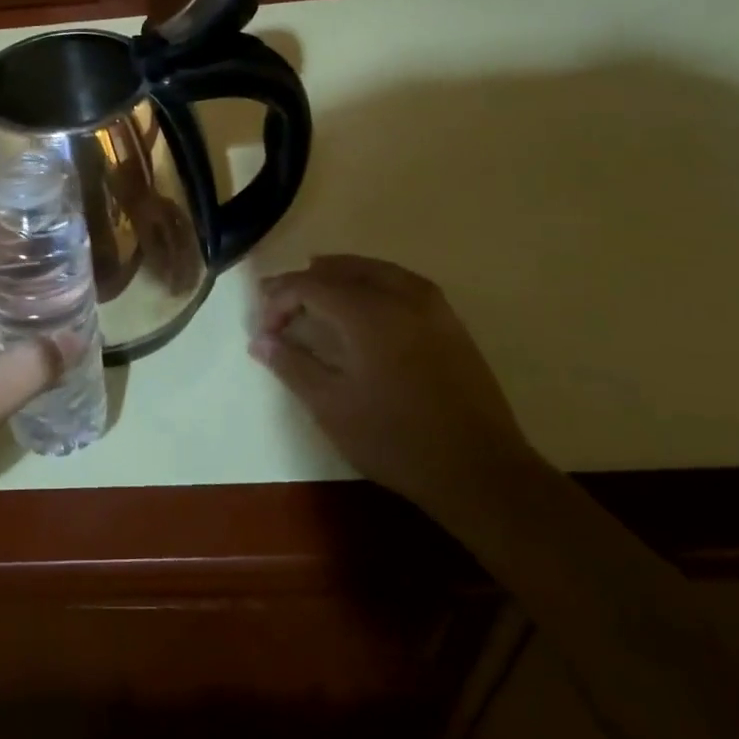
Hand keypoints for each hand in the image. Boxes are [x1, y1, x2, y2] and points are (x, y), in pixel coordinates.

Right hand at [251, 255, 531, 510]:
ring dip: (340, 274)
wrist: (478, 469)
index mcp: (367, 312)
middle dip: (305, 281)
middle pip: (342, 269)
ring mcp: (431, 306)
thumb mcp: (331, 406)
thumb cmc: (395, 439)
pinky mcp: (449, 322)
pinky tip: (364, 301)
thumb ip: (292, 365)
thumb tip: (259, 340)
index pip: (310, 285)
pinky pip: (401, 282)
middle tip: (278, 299)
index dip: (280, 299)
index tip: (264, 329)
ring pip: (375, 270)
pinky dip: (372, 280)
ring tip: (315, 288)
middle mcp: (399, 296)